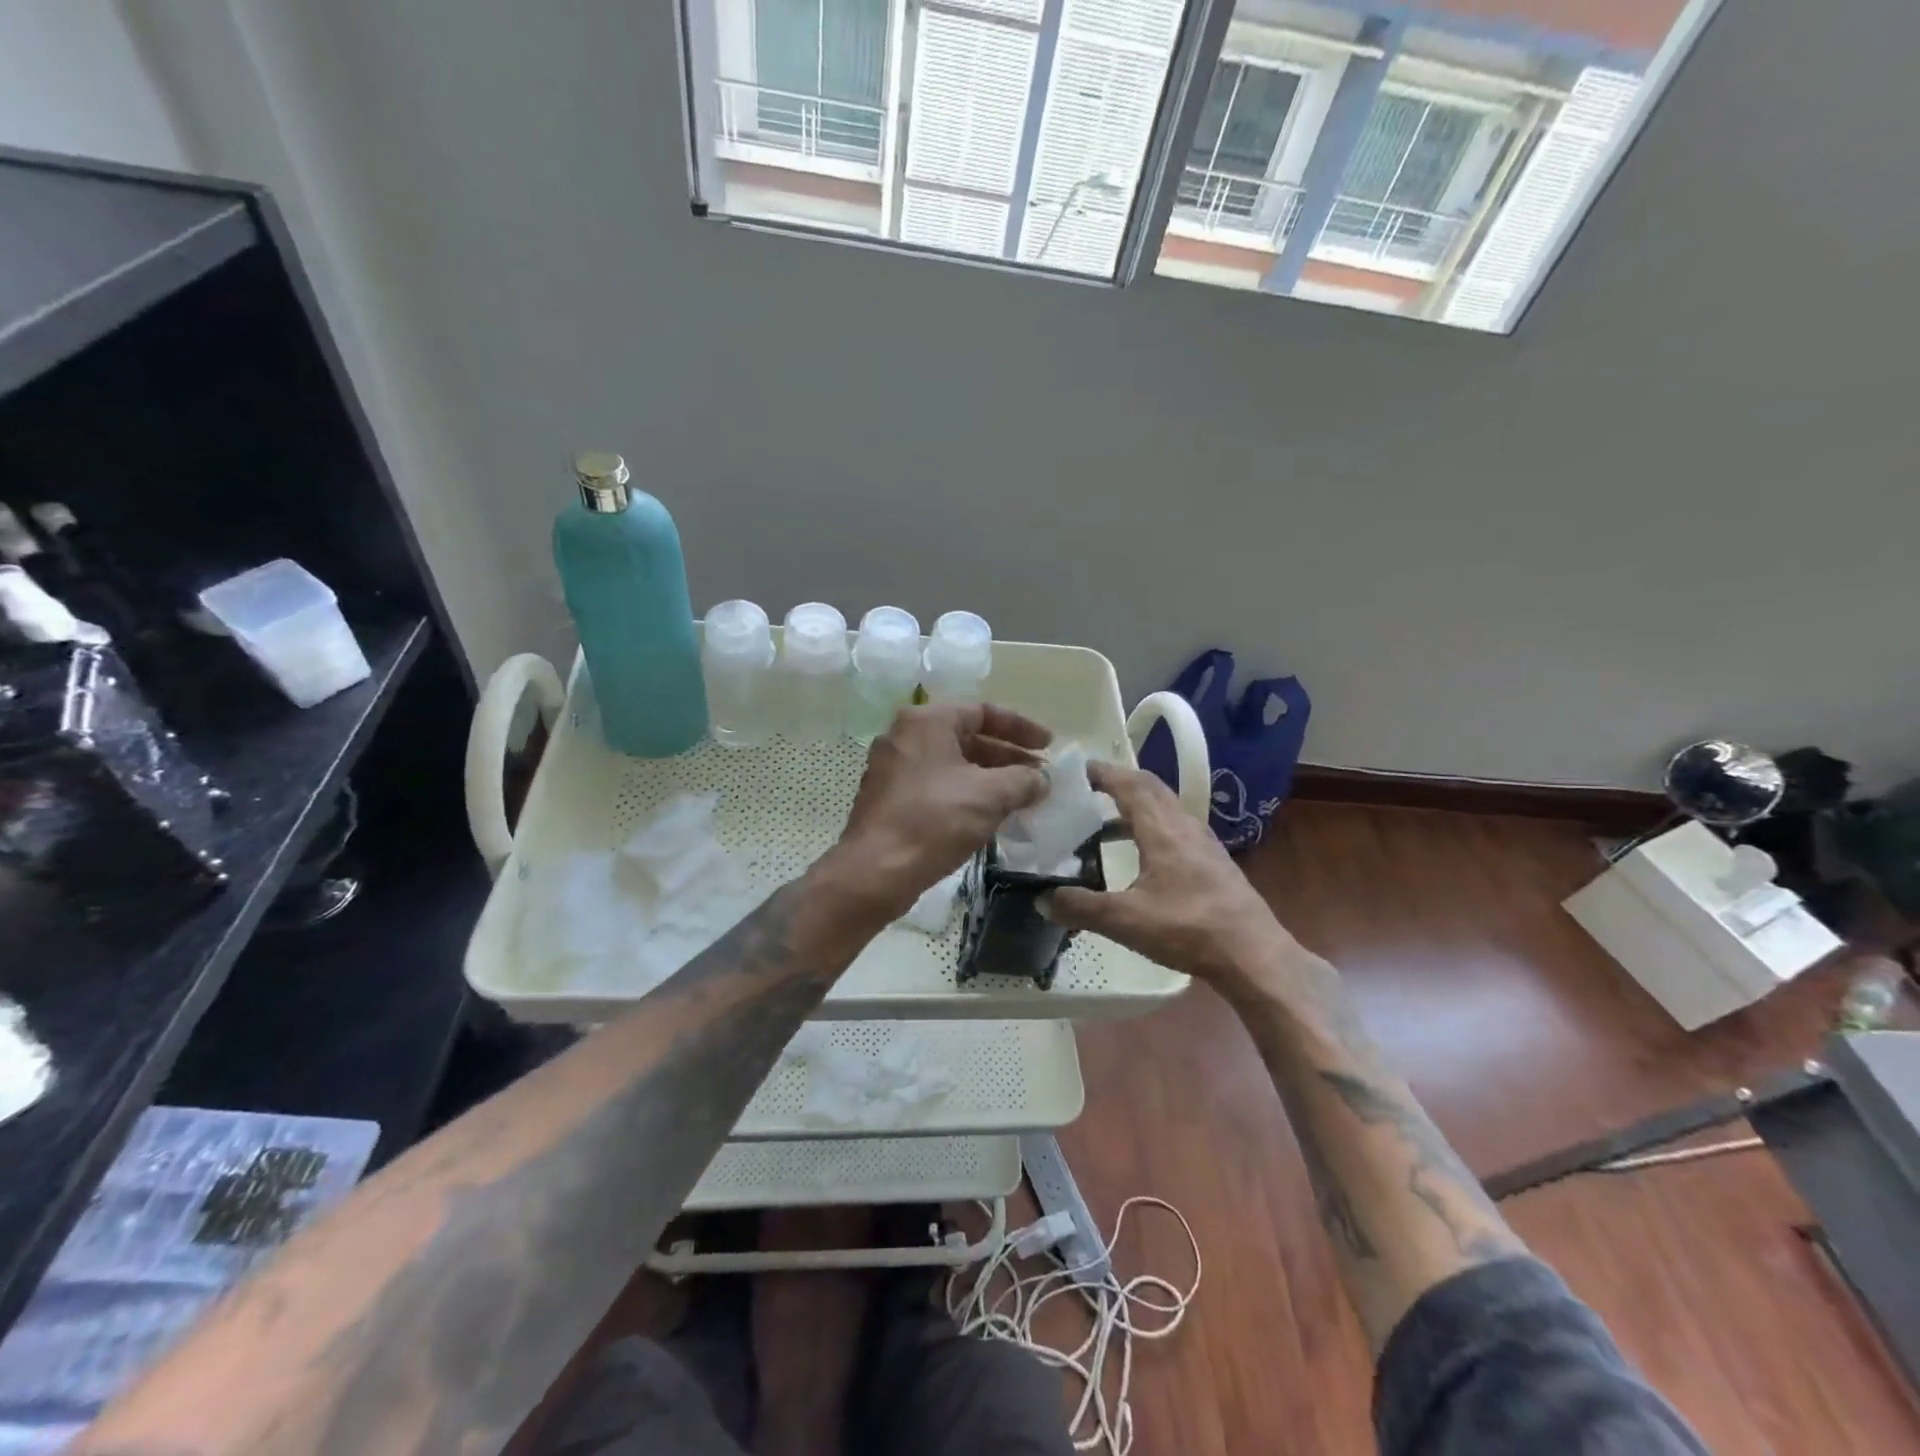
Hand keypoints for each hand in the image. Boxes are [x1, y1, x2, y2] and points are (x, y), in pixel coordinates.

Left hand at [825, 702, 1050, 920]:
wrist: (875, 872)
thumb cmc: (934, 821)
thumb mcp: (990, 796)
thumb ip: (1023, 780)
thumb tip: (1041, 780)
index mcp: (926, 721)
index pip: (983, 711)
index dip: (1021, 728)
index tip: (1048, 746)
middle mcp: (905, 736)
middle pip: (967, 737)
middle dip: (1007, 756)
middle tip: (1039, 777)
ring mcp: (893, 768)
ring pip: (952, 764)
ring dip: (989, 778)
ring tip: (1022, 798)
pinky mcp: (889, 798)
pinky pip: (937, 785)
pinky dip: (966, 793)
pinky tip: (989, 816)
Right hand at [1045, 761, 1287, 983]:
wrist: (1253, 955)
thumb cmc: (1188, 929)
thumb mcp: (1125, 920)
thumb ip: (1080, 907)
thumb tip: (1042, 898)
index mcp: (1162, 830)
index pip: (1130, 785)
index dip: (1103, 773)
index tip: (1077, 770)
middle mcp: (1184, 826)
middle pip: (1151, 789)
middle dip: (1120, 782)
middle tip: (1088, 788)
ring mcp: (1203, 844)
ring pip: (1166, 809)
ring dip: (1136, 806)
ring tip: (1105, 823)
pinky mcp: (1213, 863)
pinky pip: (1176, 829)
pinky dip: (1152, 828)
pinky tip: (1141, 855)